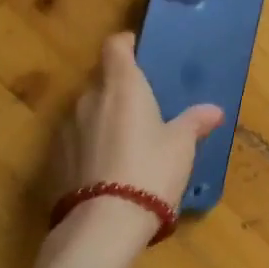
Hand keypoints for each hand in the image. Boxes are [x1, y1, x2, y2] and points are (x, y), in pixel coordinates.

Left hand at [52, 32, 223, 229]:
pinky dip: (91, 145)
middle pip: (102, 80)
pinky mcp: (55, 160)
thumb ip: (194, 122)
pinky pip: (77, 141)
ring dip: (104, 118)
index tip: (138, 50)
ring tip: (127, 141)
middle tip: (143, 106)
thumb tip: (214, 110)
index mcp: (122, 86)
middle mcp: (89, 99)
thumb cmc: (151, 170)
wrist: (104, 223)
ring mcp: (67, 129)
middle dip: (119, 88)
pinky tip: (108, 168)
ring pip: (88, 112)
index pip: (115, 46)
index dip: (126, 44)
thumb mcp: (181, 146)